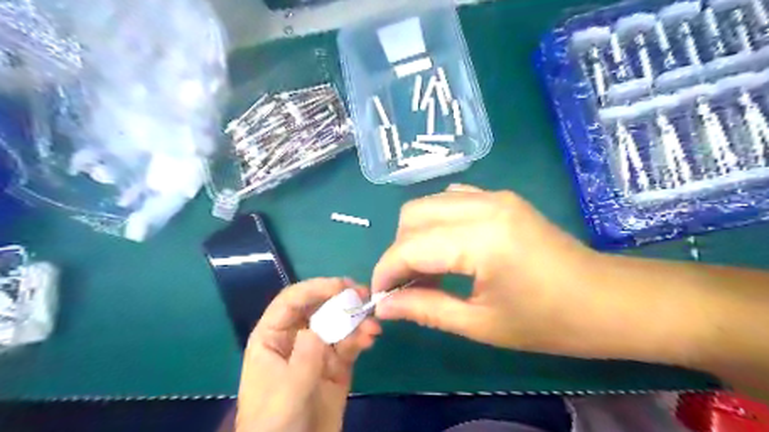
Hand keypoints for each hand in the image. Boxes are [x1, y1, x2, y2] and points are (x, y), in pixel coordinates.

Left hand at [234, 278, 376, 429]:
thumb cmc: (274, 424)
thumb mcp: (286, 392)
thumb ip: (303, 359)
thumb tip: (317, 329)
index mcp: (272, 337)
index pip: (291, 301)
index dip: (314, 288)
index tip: (340, 285)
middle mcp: (296, 337)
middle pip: (318, 307)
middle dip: (340, 298)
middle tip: (363, 294)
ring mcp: (318, 351)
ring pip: (338, 324)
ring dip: (356, 320)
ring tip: (372, 324)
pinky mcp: (336, 365)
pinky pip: (349, 344)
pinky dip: (361, 339)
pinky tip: (370, 338)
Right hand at [369, 184, 615, 357]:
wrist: (607, 300)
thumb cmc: (549, 322)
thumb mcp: (481, 324)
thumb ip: (426, 309)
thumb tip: (384, 306)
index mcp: (482, 239)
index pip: (410, 247)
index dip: (386, 272)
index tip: (380, 297)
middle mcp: (484, 205)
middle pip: (413, 215)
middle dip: (399, 251)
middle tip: (405, 286)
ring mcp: (495, 196)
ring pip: (429, 203)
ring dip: (416, 235)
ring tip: (426, 270)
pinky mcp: (501, 198)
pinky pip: (452, 199)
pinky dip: (438, 222)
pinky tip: (448, 249)